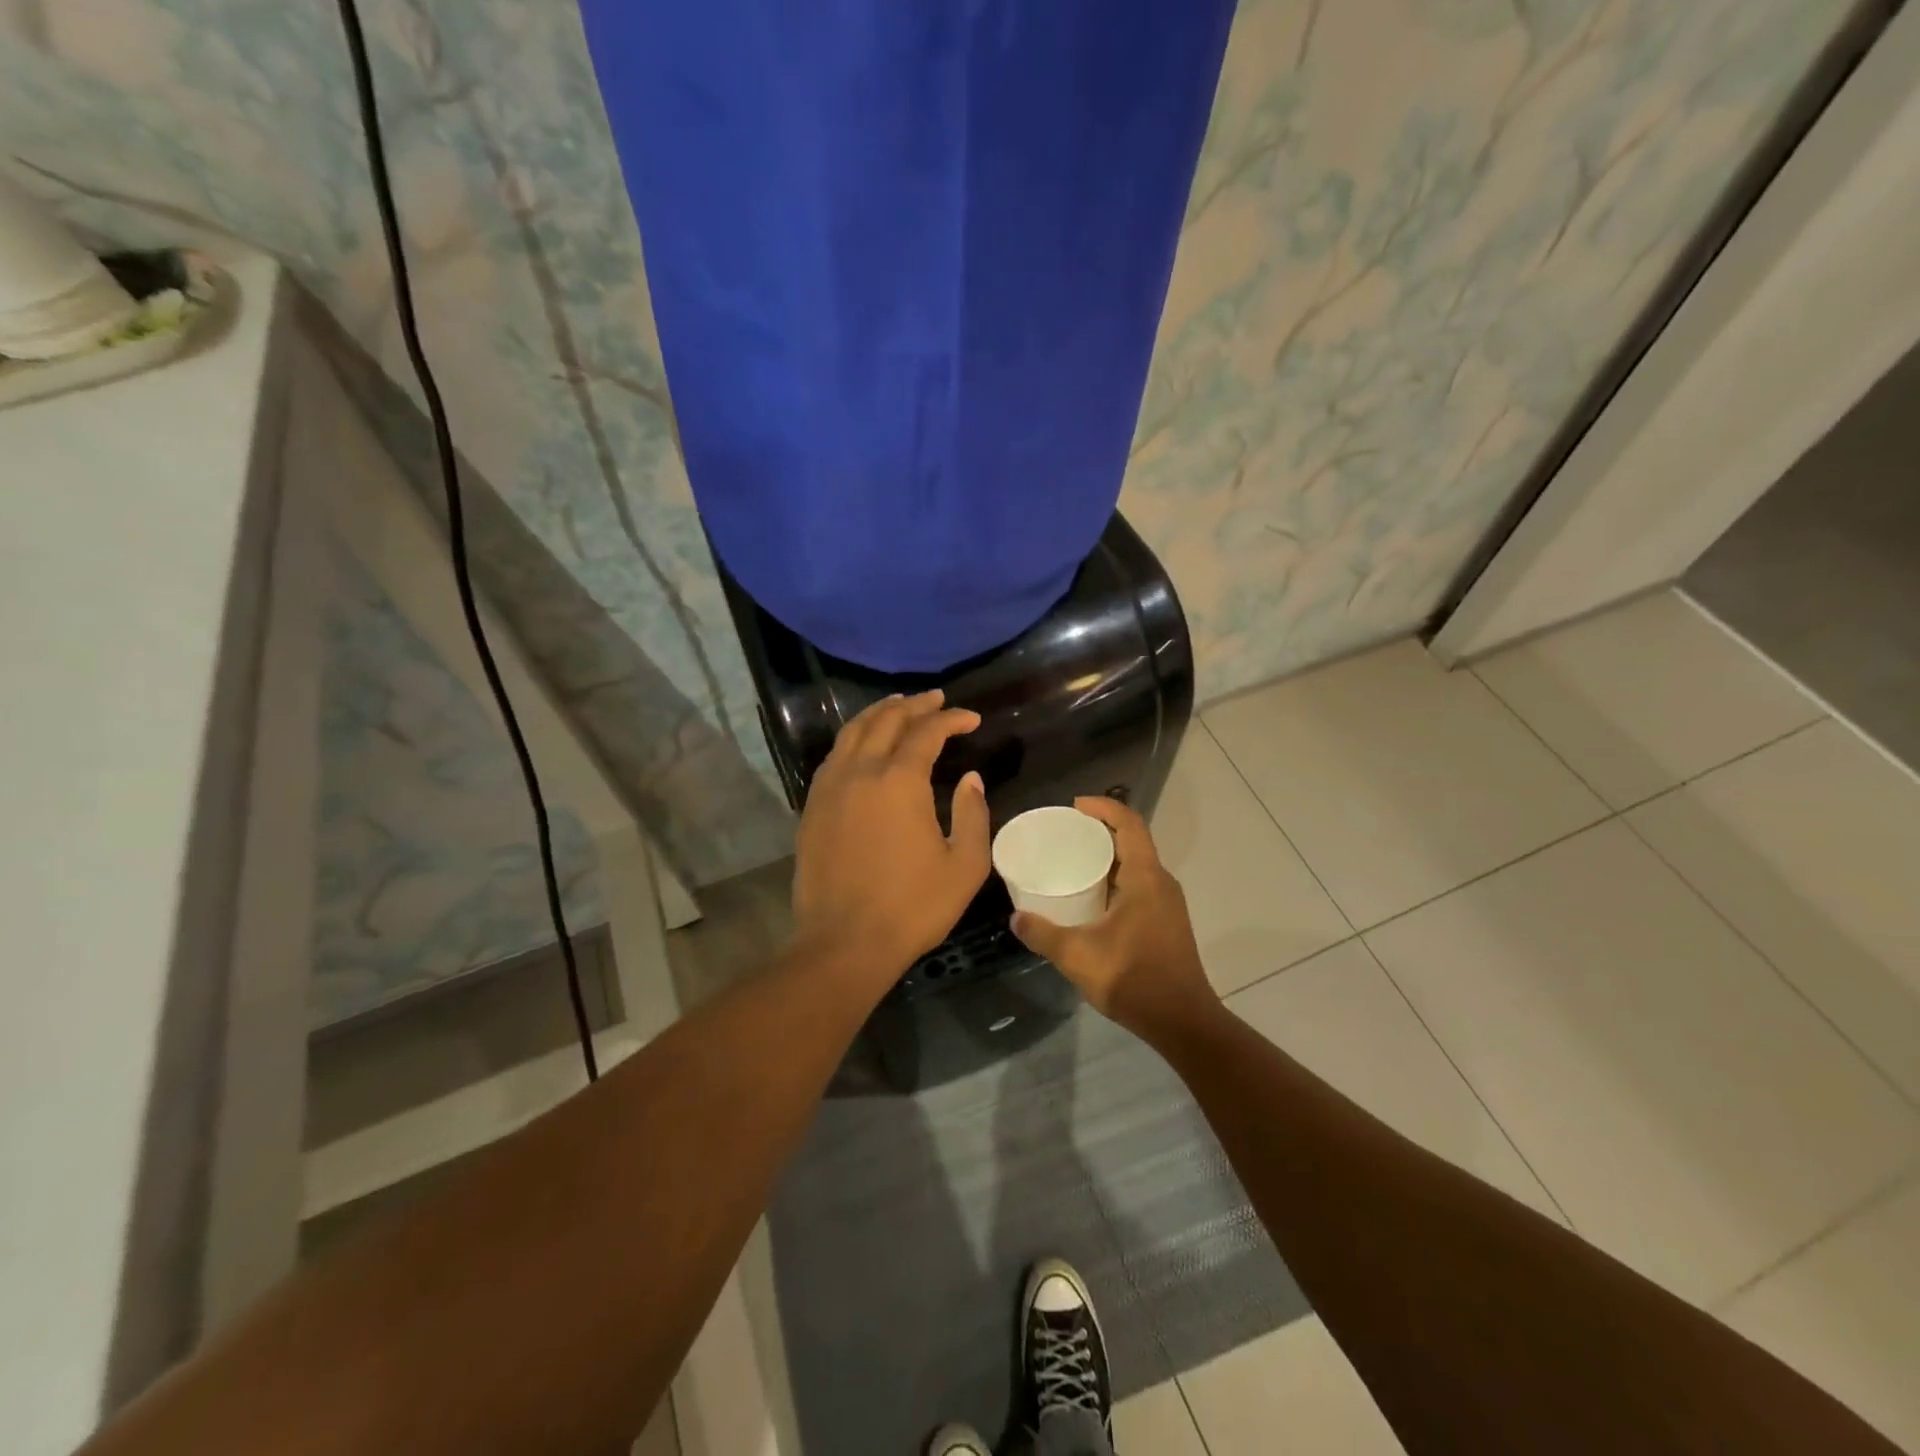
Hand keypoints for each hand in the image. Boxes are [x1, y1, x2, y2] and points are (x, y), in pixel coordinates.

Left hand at [791, 690, 990, 980]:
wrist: (844, 942)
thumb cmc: (912, 907)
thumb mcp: (964, 865)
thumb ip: (972, 814)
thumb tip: (970, 778)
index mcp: (899, 781)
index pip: (926, 732)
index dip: (951, 719)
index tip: (971, 719)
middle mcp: (861, 772)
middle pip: (886, 721)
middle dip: (915, 705)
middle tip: (936, 701)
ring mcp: (830, 788)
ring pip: (853, 732)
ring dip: (879, 713)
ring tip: (898, 706)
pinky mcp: (813, 807)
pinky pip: (834, 756)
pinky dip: (853, 739)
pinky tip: (863, 745)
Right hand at [1010, 797, 1221, 1044]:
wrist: (1182, 1022)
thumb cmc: (1133, 978)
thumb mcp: (1077, 955)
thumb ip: (1043, 934)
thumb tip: (1015, 918)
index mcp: (1145, 878)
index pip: (1129, 824)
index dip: (1104, 808)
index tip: (1075, 806)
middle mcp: (1161, 883)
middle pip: (1133, 841)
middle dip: (1101, 830)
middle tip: (1065, 833)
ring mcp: (1167, 904)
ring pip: (1137, 865)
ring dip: (1108, 856)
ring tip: (1072, 861)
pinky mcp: (1166, 922)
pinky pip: (1139, 885)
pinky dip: (1115, 879)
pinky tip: (1091, 898)